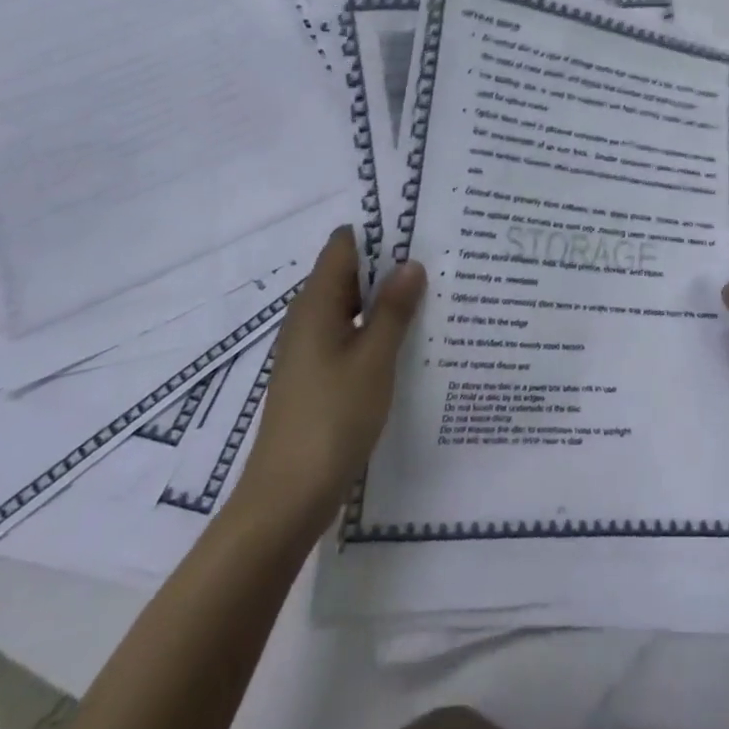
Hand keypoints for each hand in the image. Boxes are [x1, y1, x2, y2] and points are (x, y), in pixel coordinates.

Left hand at [234, 227, 425, 519]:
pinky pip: (351, 336)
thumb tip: (412, 263)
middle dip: (391, 266)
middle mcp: (308, 319)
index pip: (344, 245)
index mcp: (315, 304)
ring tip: (437, 296)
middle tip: (441, 262)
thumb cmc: (332, 418)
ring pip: (353, 307)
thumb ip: (393, 309)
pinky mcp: (318, 376)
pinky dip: (378, 330)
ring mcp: (311, 349)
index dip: (380, 233)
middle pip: (349, 274)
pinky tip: (412, 341)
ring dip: (388, 301)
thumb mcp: (374, 359)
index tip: (422, 230)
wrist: (287, 498)